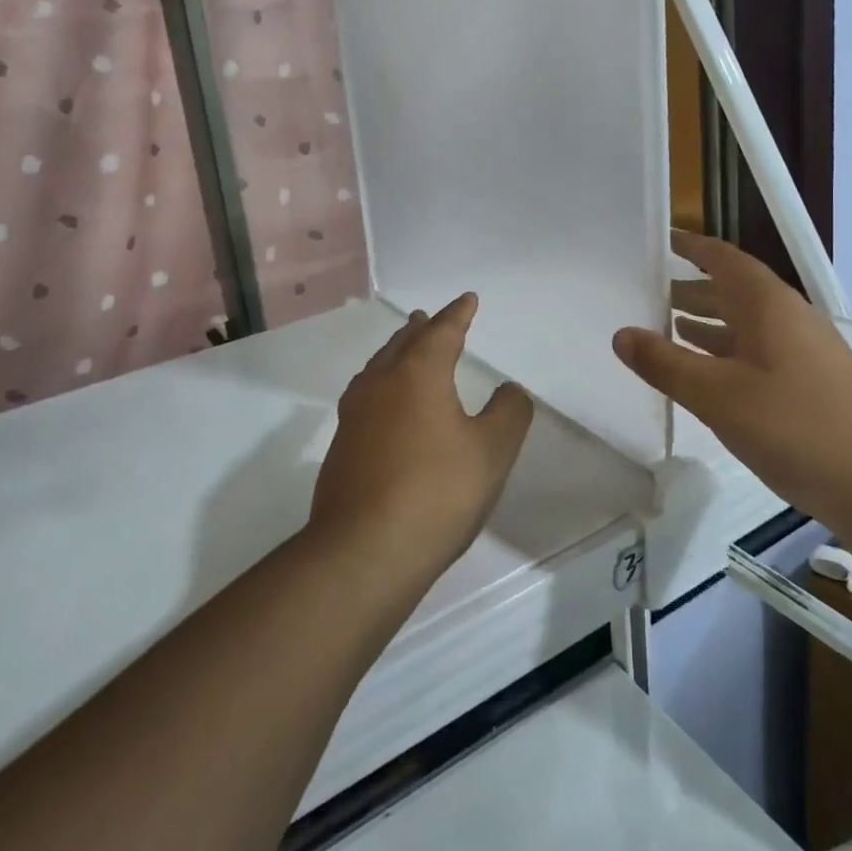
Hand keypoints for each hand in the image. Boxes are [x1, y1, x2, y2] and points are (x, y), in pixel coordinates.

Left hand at [309, 294, 534, 588]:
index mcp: (418, 374)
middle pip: (402, 344)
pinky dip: (382, 384)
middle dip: (421, 330)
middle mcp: (380, 384)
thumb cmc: (437, 492)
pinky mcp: (342, 447)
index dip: (458, 314)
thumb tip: (509, 390)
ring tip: (405, 350)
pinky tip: (385, 404)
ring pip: (378, 369)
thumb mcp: (492, 452)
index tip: (468, 300)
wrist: (364, 550)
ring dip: (396, 353)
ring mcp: (354, 416)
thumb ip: (509, 412)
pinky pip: (365, 396)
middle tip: (429, 318)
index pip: (442, 332)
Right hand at [612, 233, 851, 509]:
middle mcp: (790, 318)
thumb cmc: (795, 429)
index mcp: (769, 306)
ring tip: (668, 326)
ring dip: (708, 321)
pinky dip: (727, 351)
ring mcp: (807, 351)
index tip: (661, 239)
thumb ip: (665, 363)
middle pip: (735, 290)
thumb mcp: (716, 396)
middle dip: (693, 288)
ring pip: (747, 323)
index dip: (692, 246)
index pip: (724, 259)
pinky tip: (709, 373)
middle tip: (650, 292)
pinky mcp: (814, 382)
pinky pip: (759, 350)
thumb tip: (621, 334)